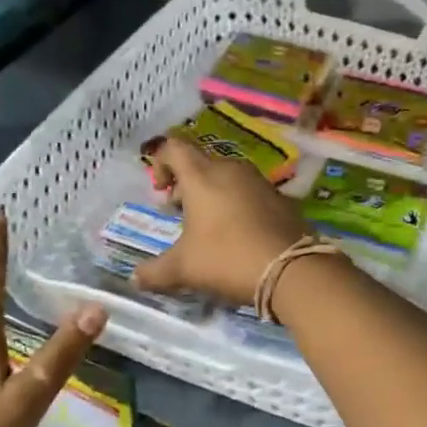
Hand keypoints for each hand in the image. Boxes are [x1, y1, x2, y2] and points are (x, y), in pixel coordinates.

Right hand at [133, 137, 305, 305]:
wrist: (291, 269)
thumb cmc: (227, 259)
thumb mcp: (184, 269)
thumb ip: (155, 272)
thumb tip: (135, 279)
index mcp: (202, 176)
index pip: (174, 148)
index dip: (161, 162)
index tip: (160, 190)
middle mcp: (231, 169)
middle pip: (201, 162)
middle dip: (186, 183)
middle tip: (180, 211)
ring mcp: (259, 181)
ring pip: (228, 176)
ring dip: (213, 193)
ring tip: (209, 225)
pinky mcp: (281, 197)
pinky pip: (250, 192)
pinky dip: (238, 204)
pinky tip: (239, 233)